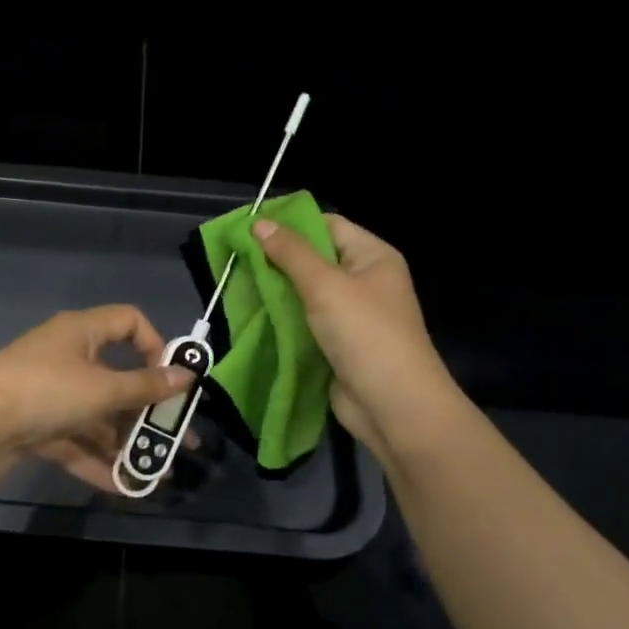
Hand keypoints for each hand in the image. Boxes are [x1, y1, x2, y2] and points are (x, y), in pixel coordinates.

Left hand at [0, 306, 194, 491]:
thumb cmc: (44, 393)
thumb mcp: (102, 389)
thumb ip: (146, 386)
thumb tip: (187, 375)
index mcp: (80, 332)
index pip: (128, 321)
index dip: (155, 345)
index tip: (170, 378)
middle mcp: (65, 357)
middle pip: (116, 378)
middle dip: (147, 411)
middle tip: (177, 438)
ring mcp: (48, 394)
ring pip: (96, 415)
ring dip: (124, 442)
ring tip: (156, 471)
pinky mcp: (34, 426)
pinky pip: (74, 440)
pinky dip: (96, 460)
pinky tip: (123, 487)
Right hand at [250, 214, 459, 452]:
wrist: (392, 405)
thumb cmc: (365, 333)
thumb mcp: (325, 285)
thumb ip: (290, 253)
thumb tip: (258, 223)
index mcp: (373, 257)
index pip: (328, 226)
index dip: (291, 224)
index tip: (249, 228)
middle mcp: (364, 281)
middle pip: (315, 260)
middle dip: (277, 259)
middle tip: (236, 258)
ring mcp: (351, 316)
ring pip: (306, 294)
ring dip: (276, 292)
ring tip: (236, 284)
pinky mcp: (337, 345)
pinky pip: (305, 323)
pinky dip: (282, 319)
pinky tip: (252, 315)